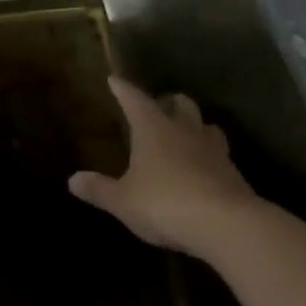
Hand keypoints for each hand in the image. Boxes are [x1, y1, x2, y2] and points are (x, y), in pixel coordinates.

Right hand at [69, 78, 276, 263]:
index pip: (135, 99)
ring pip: (206, 126)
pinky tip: (203, 168)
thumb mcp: (123, 201)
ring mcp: (213, 150)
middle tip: (159, 105)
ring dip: (195, 126)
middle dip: (169, 101)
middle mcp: (185, 131)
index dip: (123, 89)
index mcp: (153, 129)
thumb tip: (72, 179)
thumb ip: (99, 189)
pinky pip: (219, 155)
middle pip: (180, 104)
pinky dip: (209, 156)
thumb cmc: (165, 203)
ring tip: (186, 134)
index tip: (115, 80)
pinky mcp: (233, 173)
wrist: (226, 225)